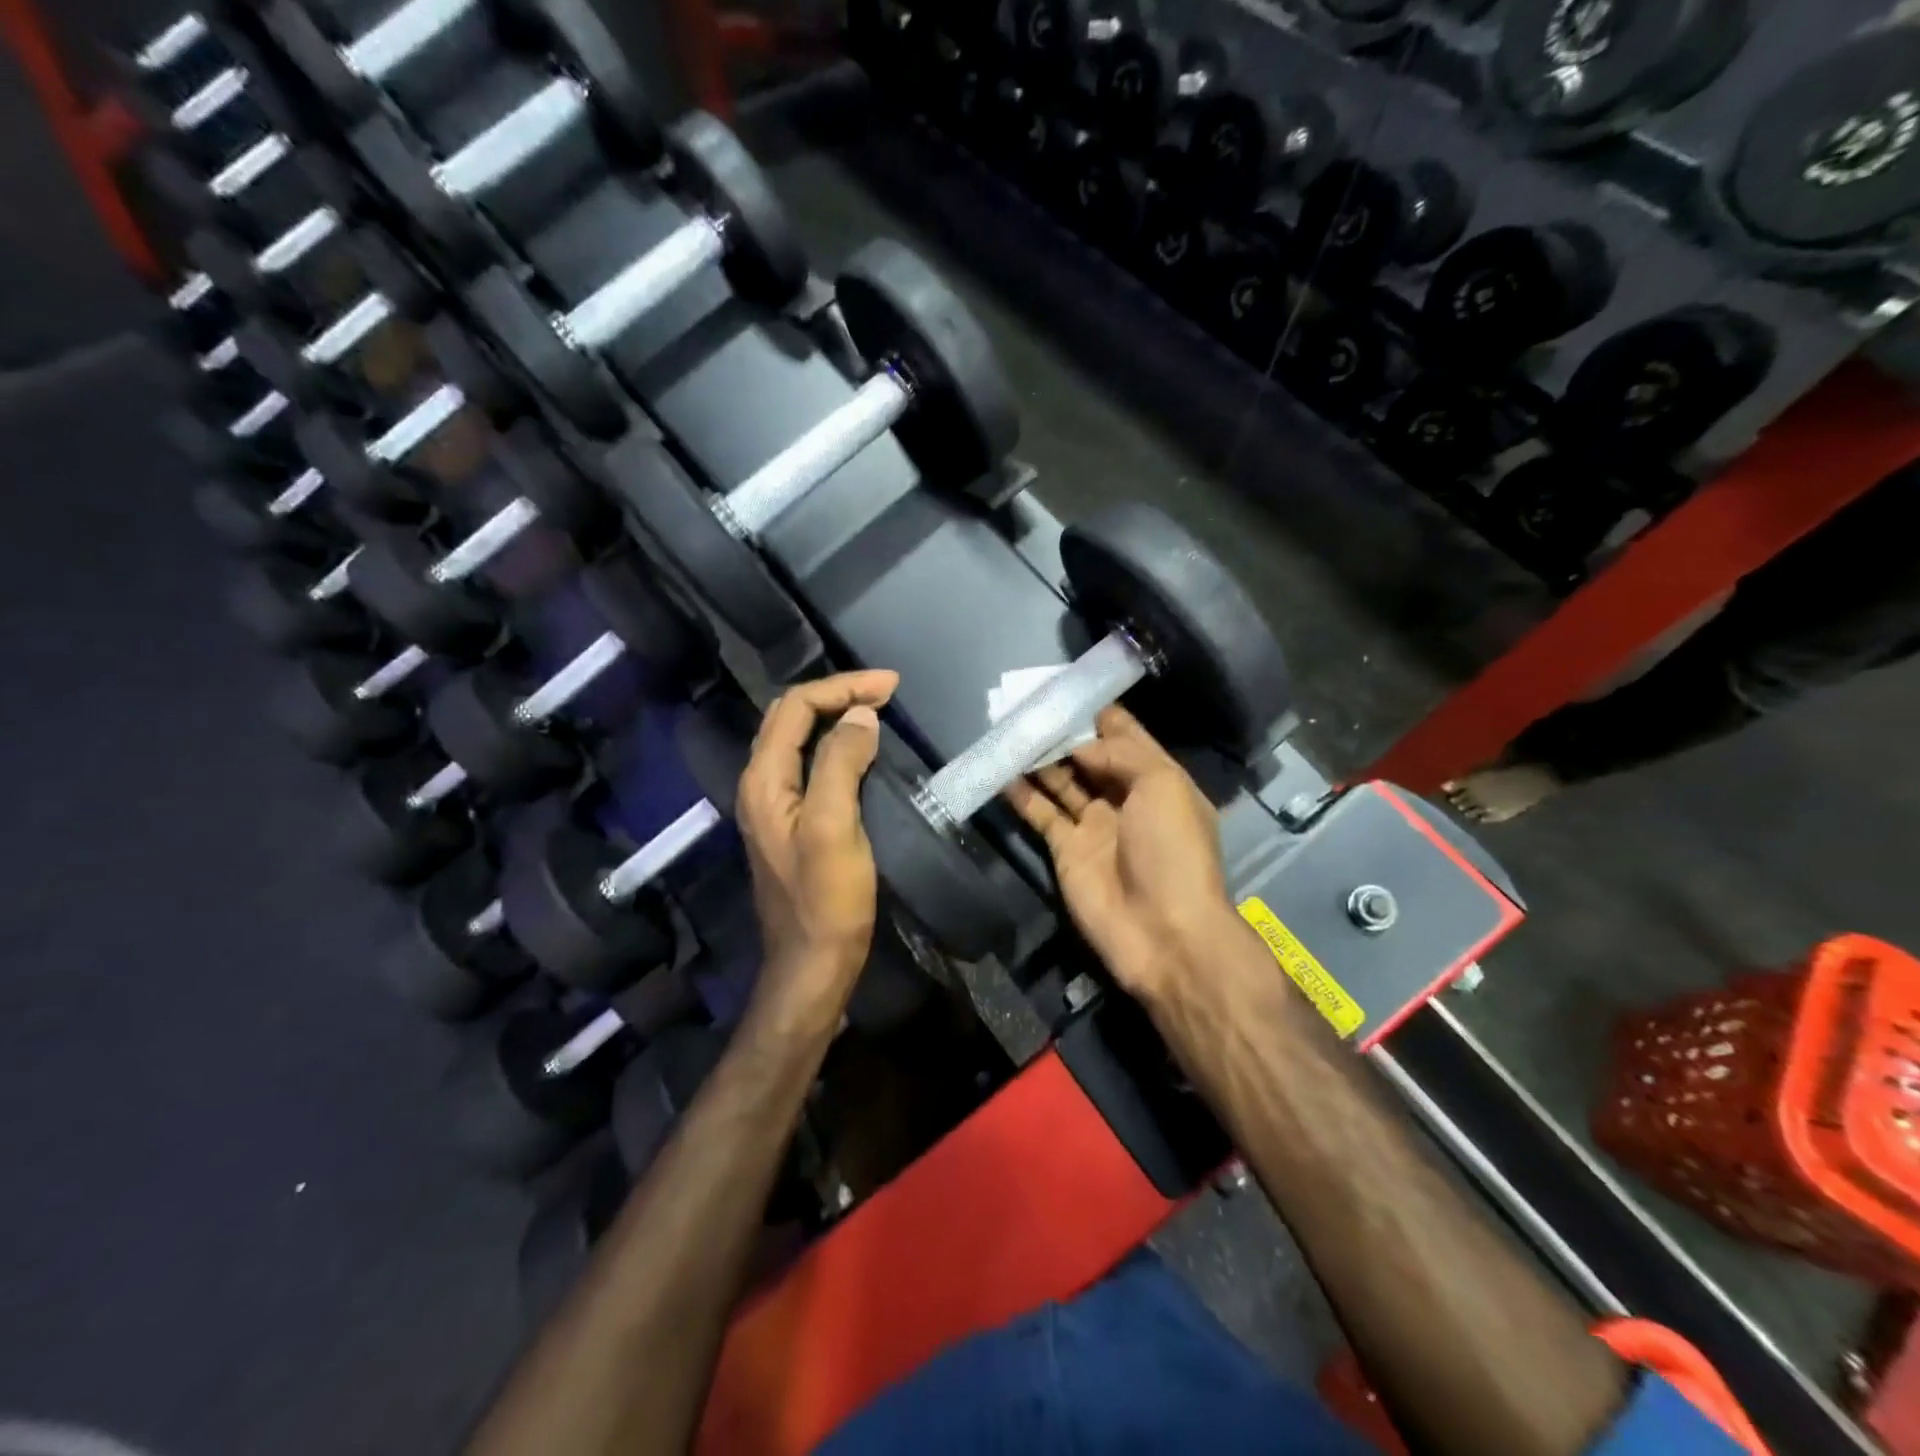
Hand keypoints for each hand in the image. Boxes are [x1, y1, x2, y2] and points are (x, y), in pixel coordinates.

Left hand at [735, 670, 898, 1023]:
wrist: (813, 964)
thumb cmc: (826, 899)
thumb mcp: (835, 826)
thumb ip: (841, 764)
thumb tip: (859, 715)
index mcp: (764, 780)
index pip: (796, 707)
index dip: (842, 688)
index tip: (891, 686)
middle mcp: (761, 785)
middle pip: (791, 718)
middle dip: (838, 694)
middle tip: (886, 691)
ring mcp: (776, 805)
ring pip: (800, 740)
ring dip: (836, 716)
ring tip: (877, 709)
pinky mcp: (794, 822)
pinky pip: (812, 765)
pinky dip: (838, 745)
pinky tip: (863, 749)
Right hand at [1005, 705, 1236, 1004]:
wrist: (1163, 931)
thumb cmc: (1171, 850)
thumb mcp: (1162, 785)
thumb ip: (1120, 753)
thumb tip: (1080, 745)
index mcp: (1157, 779)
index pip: (1125, 735)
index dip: (1098, 712)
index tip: (1065, 688)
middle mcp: (1124, 797)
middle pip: (1088, 756)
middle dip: (1062, 732)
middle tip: (1026, 705)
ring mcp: (1093, 825)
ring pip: (1061, 781)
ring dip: (1038, 758)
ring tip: (1009, 730)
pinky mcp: (1066, 850)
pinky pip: (1040, 814)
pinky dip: (1021, 794)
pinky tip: (1001, 772)